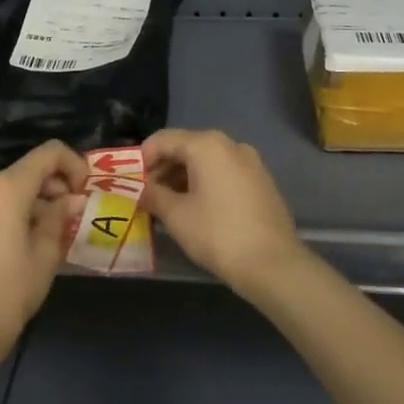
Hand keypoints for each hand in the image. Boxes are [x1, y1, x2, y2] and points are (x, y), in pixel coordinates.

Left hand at [0, 141, 88, 367]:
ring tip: (32, 240)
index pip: (48, 153)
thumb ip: (60, 218)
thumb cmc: (10, 295)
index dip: (72, 163)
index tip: (82, 190)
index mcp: (7, 190)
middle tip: (63, 218)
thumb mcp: (46, 256)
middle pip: (21, 174)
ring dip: (21, 206)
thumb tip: (72, 199)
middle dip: (48, 188)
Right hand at [140, 129, 304, 298]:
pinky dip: (205, 183)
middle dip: (162, 169)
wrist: (273, 263)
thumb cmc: (218, 234)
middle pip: (186, 147)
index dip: (142, 158)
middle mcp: (230, 144)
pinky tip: (196, 209)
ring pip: (206, 161)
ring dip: (183, 178)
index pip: (164, 139)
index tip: (130, 182)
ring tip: (167, 205)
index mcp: (207, 145)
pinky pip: (224, 173)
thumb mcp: (176, 216)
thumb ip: (153, 195)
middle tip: (146, 196)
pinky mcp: (261, 180)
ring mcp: (250, 161)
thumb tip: (140, 190)